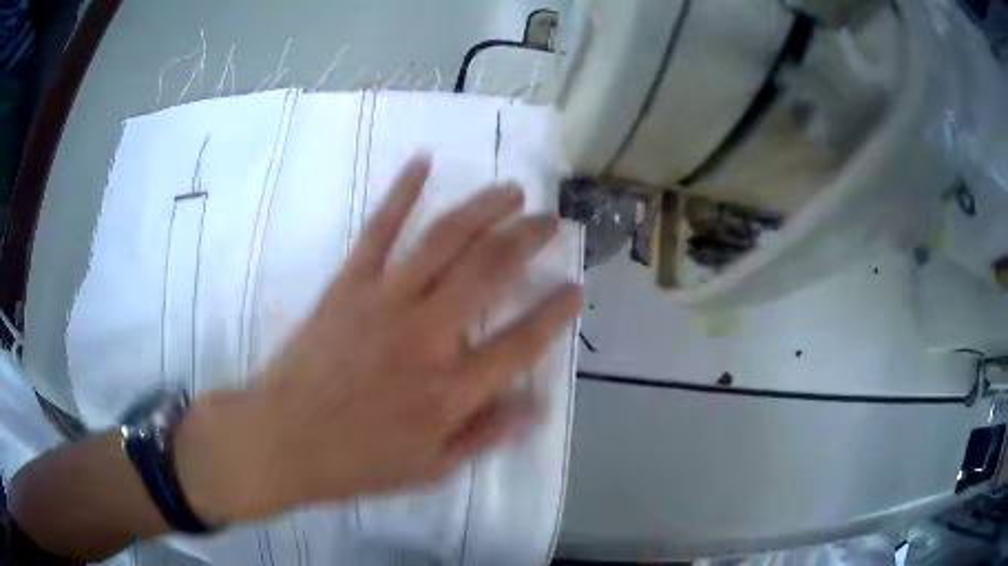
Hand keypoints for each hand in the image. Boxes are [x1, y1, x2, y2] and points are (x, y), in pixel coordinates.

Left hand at [174, 155, 582, 522]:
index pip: (522, 342)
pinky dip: (402, 192)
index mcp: (450, 390)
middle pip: (491, 271)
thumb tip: (538, 405)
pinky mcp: (349, 284)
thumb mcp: (429, 468)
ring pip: (446, 240)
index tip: (575, 288)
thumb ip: (485, 434)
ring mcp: (385, 301)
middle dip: (529, 238)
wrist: (282, 438)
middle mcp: (427, 335)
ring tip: (512, 191)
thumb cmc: (356, 461)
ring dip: (484, 208)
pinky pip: (379, 230)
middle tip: (552, 221)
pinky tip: (422, 163)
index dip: (556, 312)